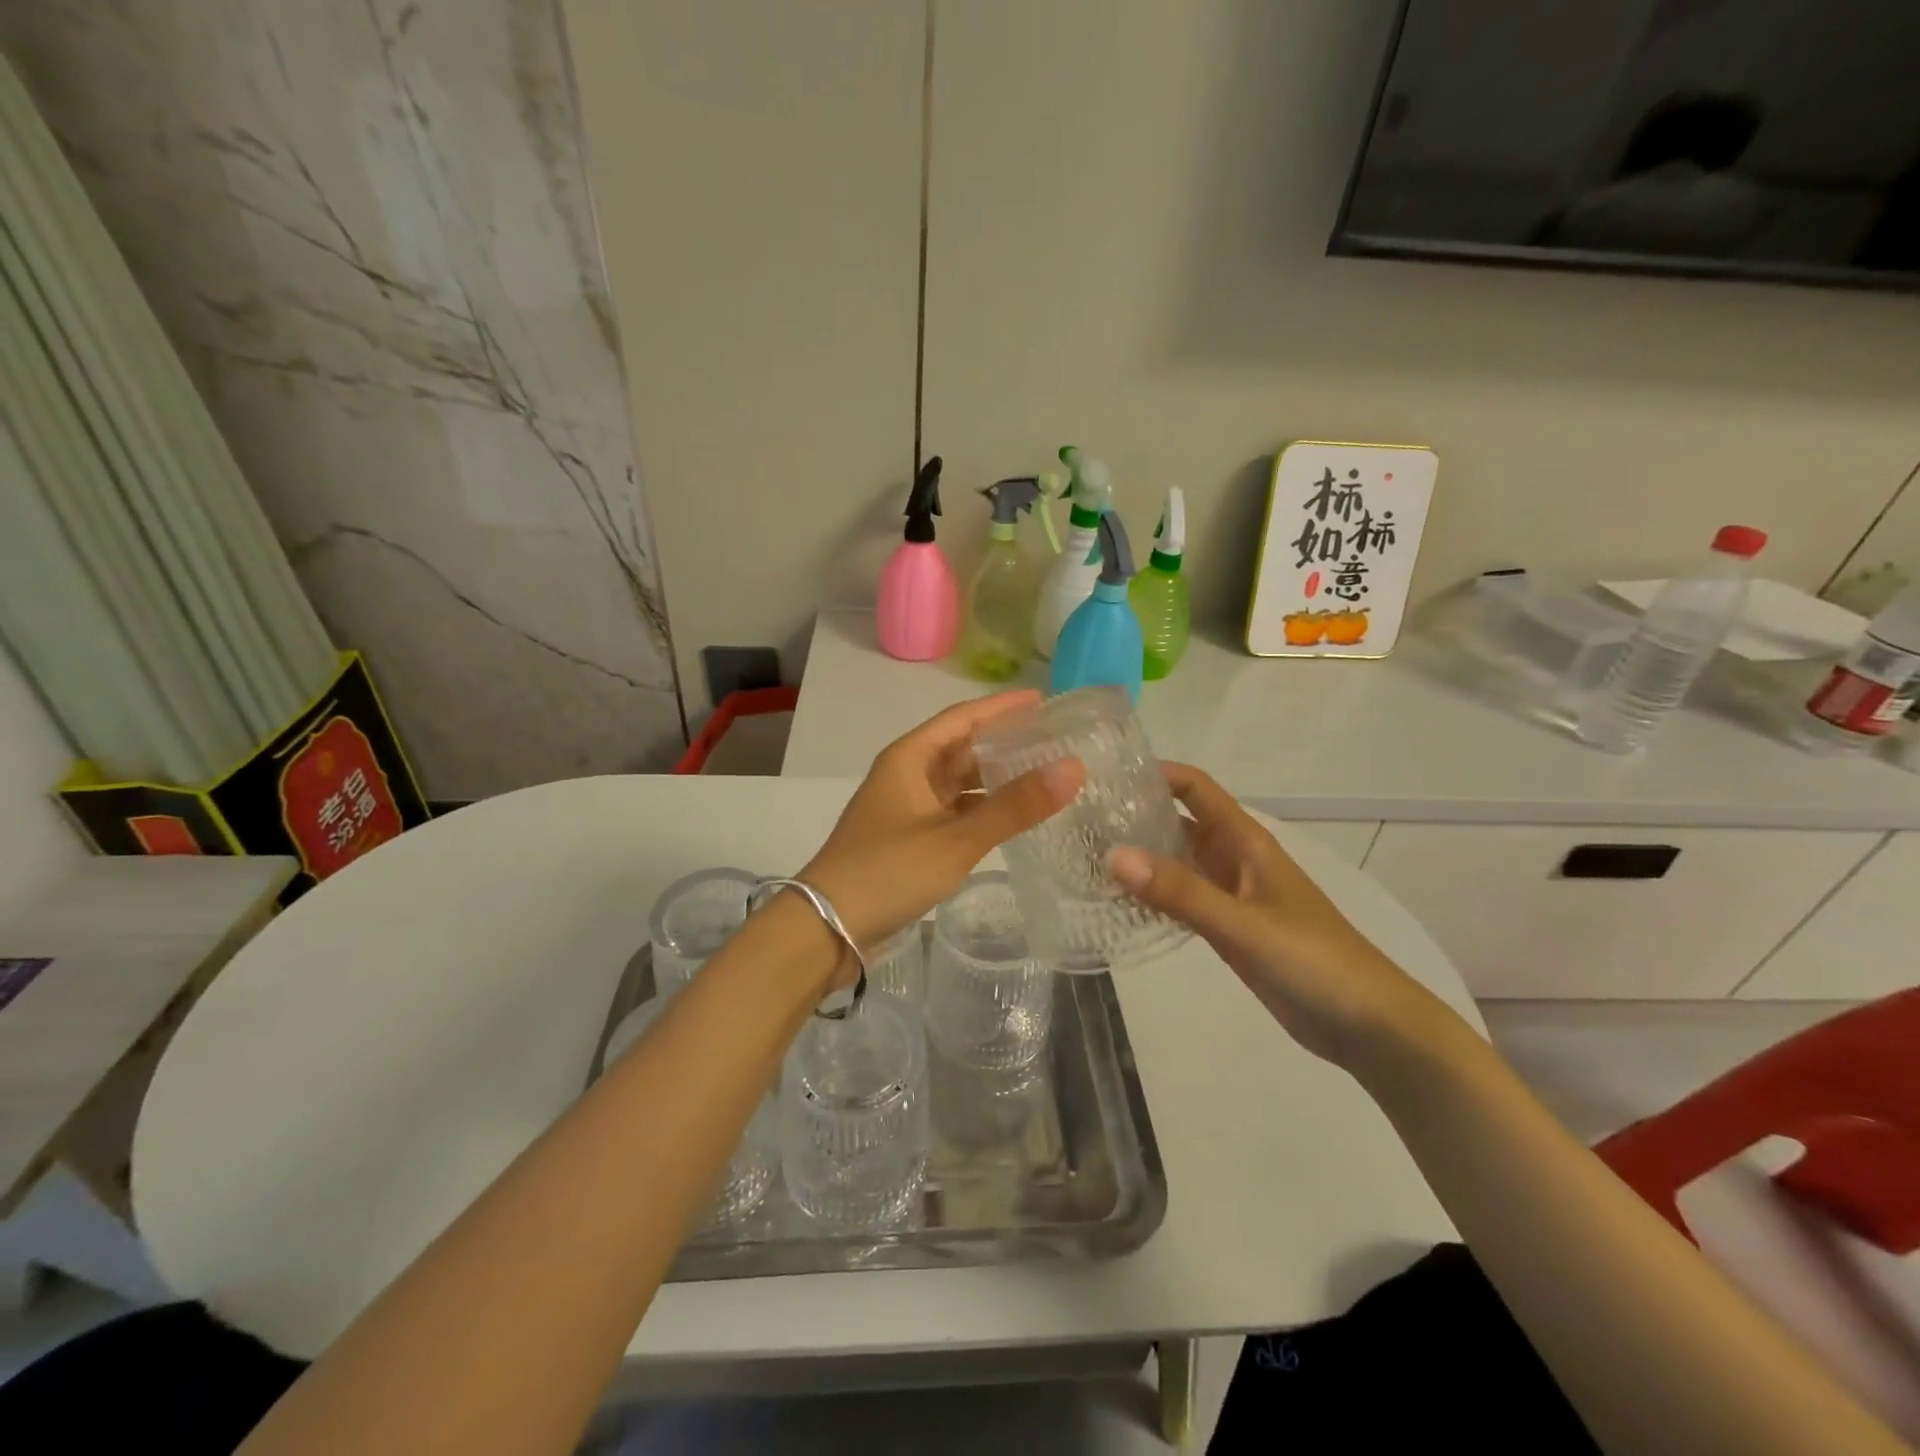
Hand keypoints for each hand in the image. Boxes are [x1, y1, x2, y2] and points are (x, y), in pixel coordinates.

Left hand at [800, 692, 1084, 979]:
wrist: (827, 927)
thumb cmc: (888, 871)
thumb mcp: (956, 839)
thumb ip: (1014, 806)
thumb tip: (1073, 767)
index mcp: (910, 758)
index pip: (963, 718)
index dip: (1002, 707)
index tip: (1043, 701)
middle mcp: (907, 775)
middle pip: (961, 748)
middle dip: (1004, 743)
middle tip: (1053, 742)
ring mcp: (906, 808)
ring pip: (958, 782)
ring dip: (995, 779)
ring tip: (1042, 776)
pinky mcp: (909, 838)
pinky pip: (954, 811)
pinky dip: (981, 810)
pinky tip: (1011, 818)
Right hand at [1108, 763, 1460, 1069]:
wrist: (1367, 1025)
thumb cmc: (1313, 960)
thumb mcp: (1243, 923)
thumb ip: (1180, 892)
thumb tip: (1113, 855)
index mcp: (1246, 841)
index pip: (1196, 789)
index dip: (1156, 774)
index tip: (1106, 775)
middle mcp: (1235, 859)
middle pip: (1180, 822)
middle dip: (1137, 815)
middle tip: (1082, 819)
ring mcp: (1231, 895)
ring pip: (1178, 861)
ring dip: (1142, 856)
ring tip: (1087, 854)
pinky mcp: (1229, 929)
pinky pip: (1183, 899)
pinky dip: (1154, 895)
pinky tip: (1119, 902)